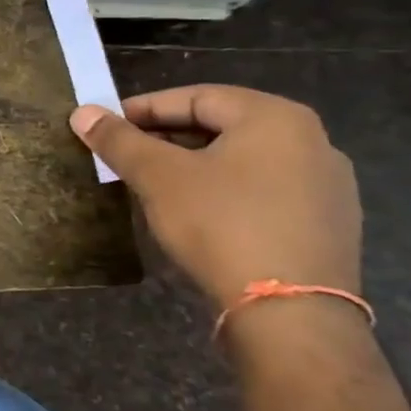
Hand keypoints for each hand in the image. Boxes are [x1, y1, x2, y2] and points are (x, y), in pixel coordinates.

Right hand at [70, 85, 359, 311]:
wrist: (291, 313)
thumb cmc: (221, 225)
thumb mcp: (158, 177)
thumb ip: (120, 140)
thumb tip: (82, 112)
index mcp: (275, 117)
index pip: (196, 97)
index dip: (143, 108)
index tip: (106, 126)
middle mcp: (312, 141)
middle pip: (222, 126)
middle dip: (167, 137)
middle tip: (124, 154)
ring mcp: (327, 186)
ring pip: (242, 160)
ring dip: (194, 165)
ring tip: (153, 183)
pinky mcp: (328, 225)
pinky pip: (264, 191)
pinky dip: (224, 191)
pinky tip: (196, 213)